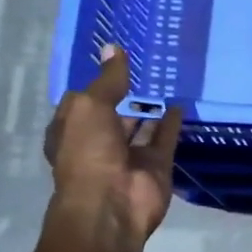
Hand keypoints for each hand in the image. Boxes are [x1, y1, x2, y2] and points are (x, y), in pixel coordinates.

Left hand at [40, 44, 183, 251]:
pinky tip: (180, 103)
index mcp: (71, 131)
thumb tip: (114, 48)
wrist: (112, 204)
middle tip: (145, 66)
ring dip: (149, 109)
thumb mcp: (90, 107)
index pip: (82, 102)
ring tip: (166, 80)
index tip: (113, 59)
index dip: (96, 82)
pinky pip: (165, 139)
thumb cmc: (88, 152)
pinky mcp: (156, 165)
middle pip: (113, 114)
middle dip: (125, 95)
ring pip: (140, 127)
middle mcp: (98, 143)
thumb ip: (107, 80)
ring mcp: (129, 156)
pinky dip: (171, 123)